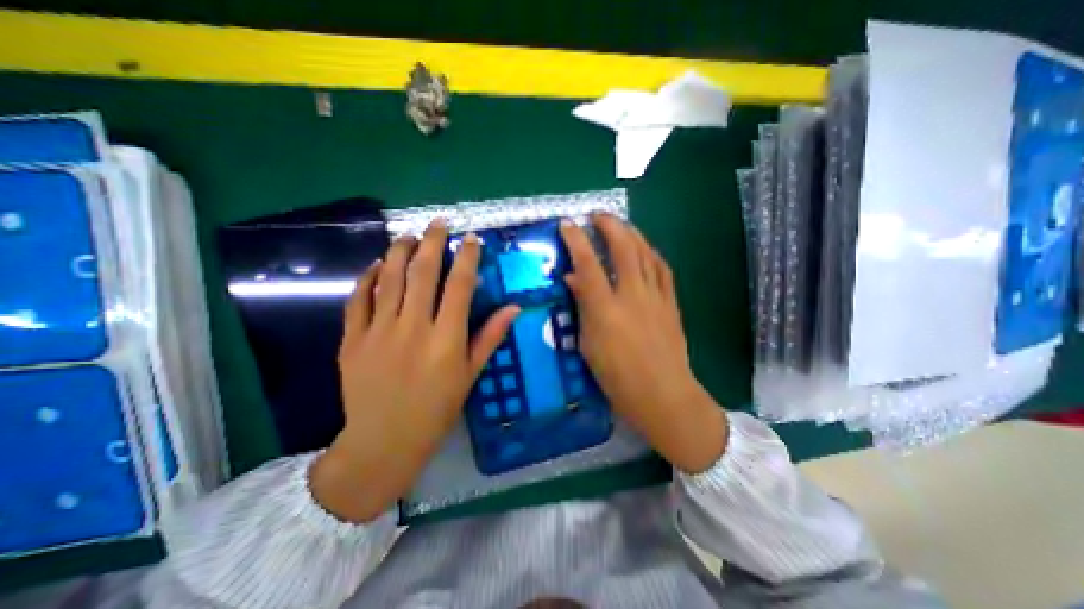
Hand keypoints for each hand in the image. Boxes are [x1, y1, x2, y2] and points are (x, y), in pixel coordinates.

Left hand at [312, 219, 517, 523]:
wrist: (384, 441)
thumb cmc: (436, 410)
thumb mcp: (470, 375)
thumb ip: (490, 337)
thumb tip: (514, 308)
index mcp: (446, 338)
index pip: (460, 286)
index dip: (468, 258)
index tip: (472, 239)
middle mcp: (413, 327)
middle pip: (424, 273)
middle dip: (433, 242)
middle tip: (438, 223)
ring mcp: (378, 331)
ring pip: (389, 279)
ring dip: (400, 252)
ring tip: (409, 236)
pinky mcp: (352, 340)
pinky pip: (358, 300)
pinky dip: (367, 279)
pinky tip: (376, 266)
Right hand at [558, 215, 726, 475]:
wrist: (663, 395)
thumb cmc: (617, 377)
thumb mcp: (589, 344)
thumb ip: (582, 307)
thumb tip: (573, 279)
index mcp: (606, 310)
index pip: (587, 265)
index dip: (576, 241)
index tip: (567, 225)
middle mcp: (632, 296)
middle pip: (623, 248)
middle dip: (609, 225)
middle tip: (597, 216)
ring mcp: (655, 297)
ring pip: (645, 253)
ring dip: (631, 233)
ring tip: (619, 225)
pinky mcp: (671, 303)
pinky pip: (662, 269)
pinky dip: (651, 253)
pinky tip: (645, 248)